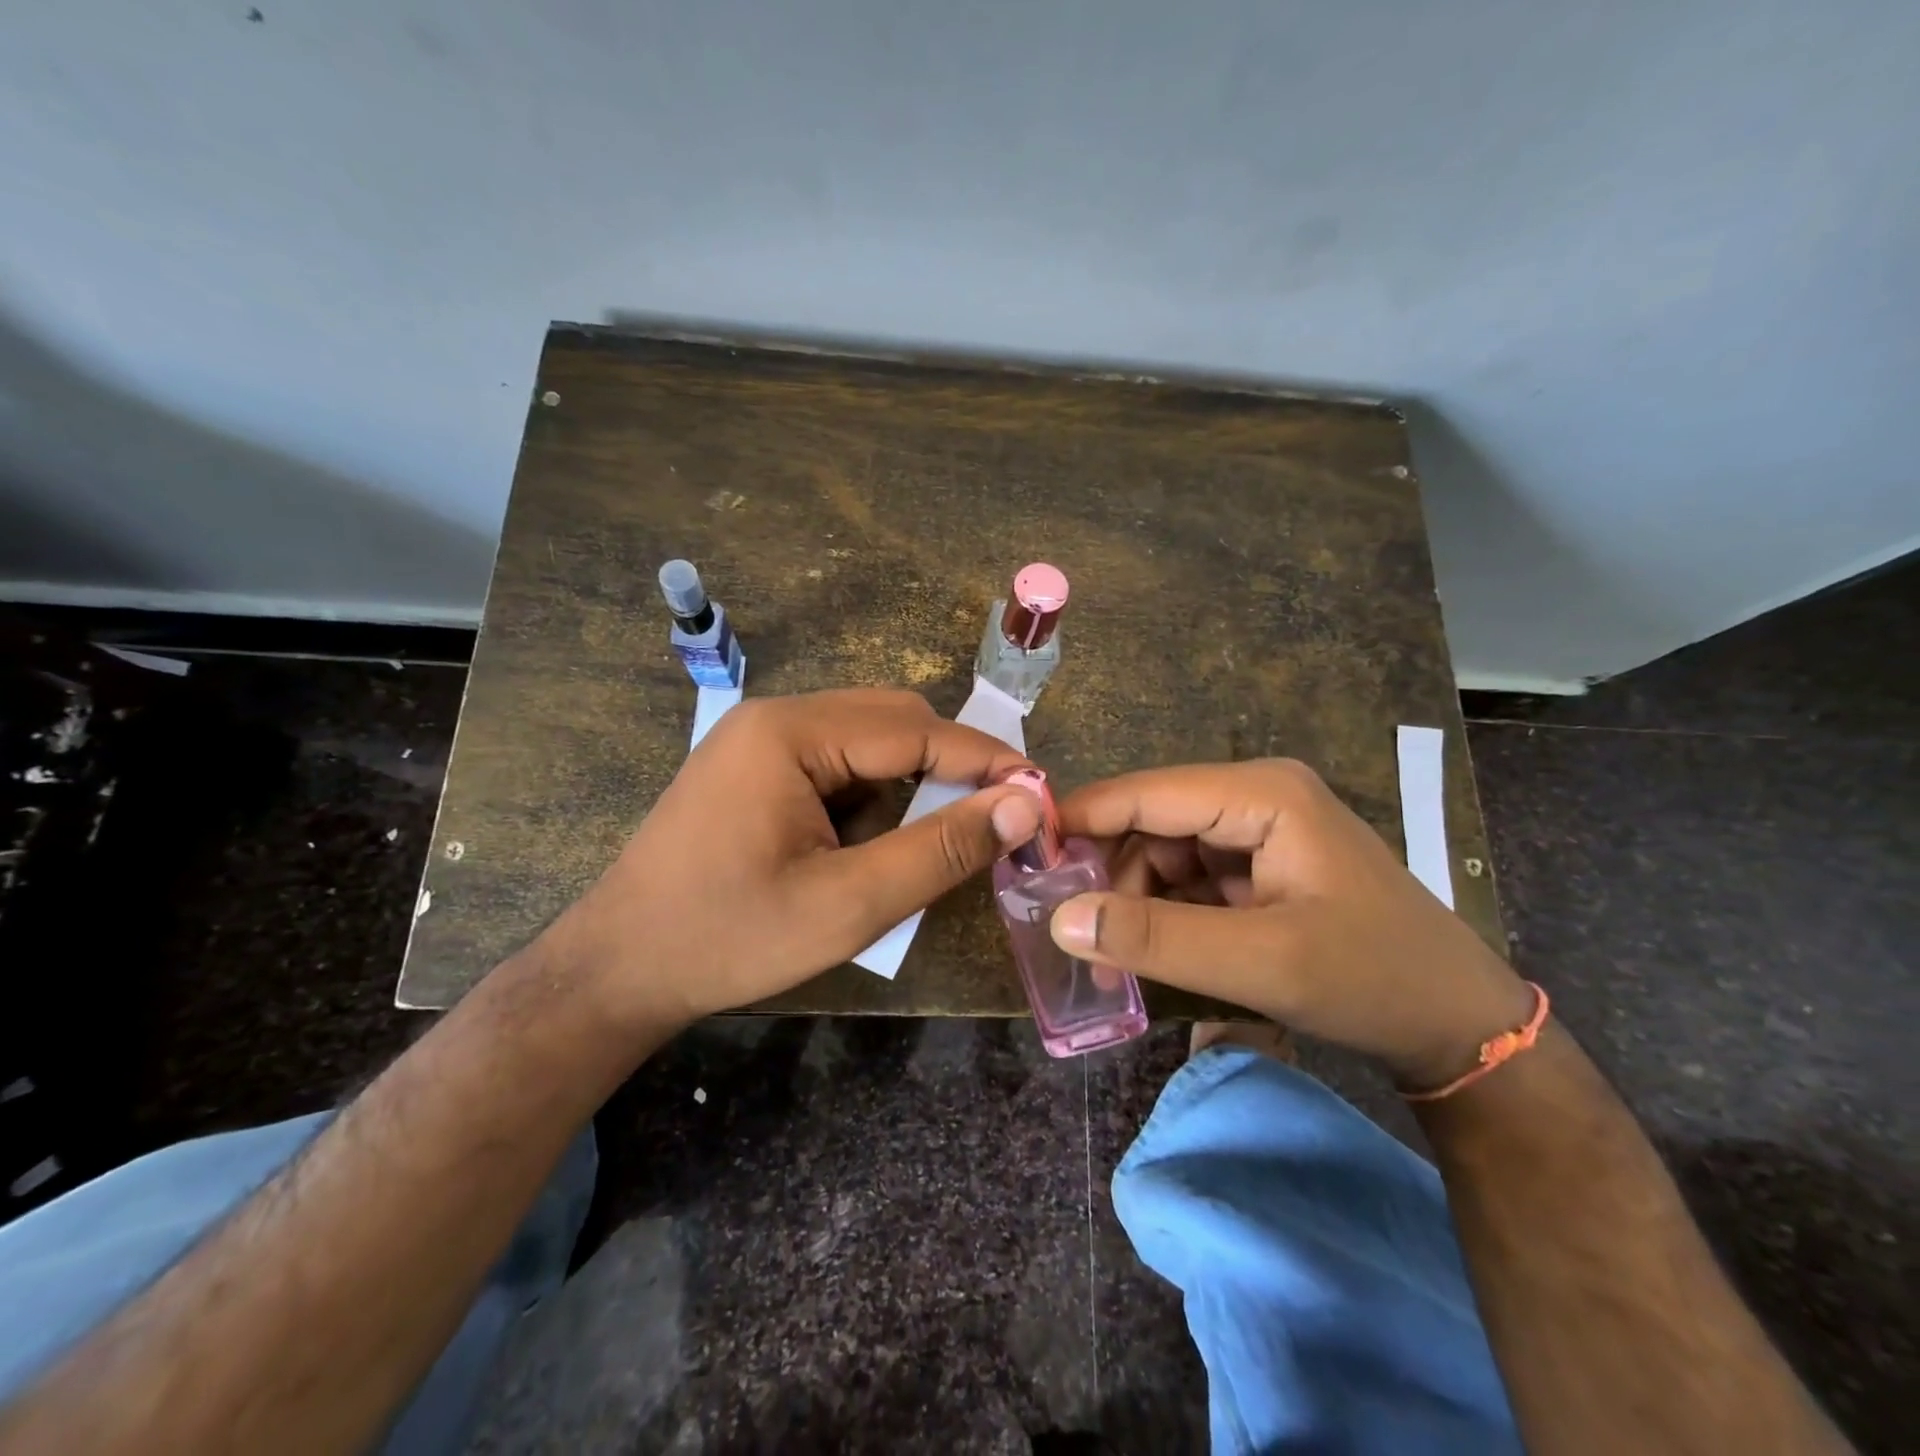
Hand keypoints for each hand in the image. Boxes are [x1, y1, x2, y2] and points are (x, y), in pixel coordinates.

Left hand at [545, 690, 1039, 1027]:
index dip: (987, 761)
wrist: (618, 968)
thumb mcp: (848, 905)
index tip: (1040, 794)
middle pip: (893, 721)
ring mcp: (760, 738)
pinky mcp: (755, 766)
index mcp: (791, 733)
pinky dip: (874, 793)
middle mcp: (776, 716)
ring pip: (869, 740)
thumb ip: (940, 851)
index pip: (916, 730)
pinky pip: (838, 761)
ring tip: (934, 838)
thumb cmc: (729, 939)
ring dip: (913, 782)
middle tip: (993, 821)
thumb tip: (1022, 805)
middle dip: (950, 768)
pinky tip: (874, 840)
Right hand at [1048, 759, 1532, 1088]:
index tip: (1023, 859)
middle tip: (1073, 931)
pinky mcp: (1259, 865)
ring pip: (1164, 851)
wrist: (1459, 1026)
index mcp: (1260, 793)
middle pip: (1151, 820)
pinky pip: (1188, 877)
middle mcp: (1255, 796)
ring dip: (1133, 897)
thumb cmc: (1371, 980)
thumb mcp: (1261, 963)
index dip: (1080, 820)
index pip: (1145, 792)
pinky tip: (1150, 949)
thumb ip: (1155, 939)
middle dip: (1110, 872)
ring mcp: (1258, 830)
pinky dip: (1162, 910)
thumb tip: (1060, 919)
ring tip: (1114, 956)